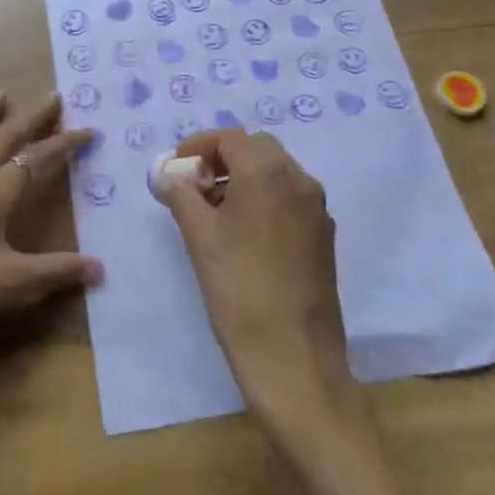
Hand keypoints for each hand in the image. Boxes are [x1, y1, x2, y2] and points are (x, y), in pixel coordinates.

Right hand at [153, 129, 349, 418]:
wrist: (293, 356)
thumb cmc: (238, 288)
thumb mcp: (199, 236)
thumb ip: (181, 194)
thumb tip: (171, 176)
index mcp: (268, 172)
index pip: (230, 138)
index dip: (199, 146)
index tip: (177, 168)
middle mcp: (299, 180)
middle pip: (257, 149)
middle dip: (224, 159)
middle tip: (196, 187)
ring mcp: (317, 208)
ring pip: (277, 173)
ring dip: (245, 178)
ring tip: (215, 211)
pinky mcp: (323, 235)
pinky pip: (290, 199)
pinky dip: (265, 199)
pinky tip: (244, 233)